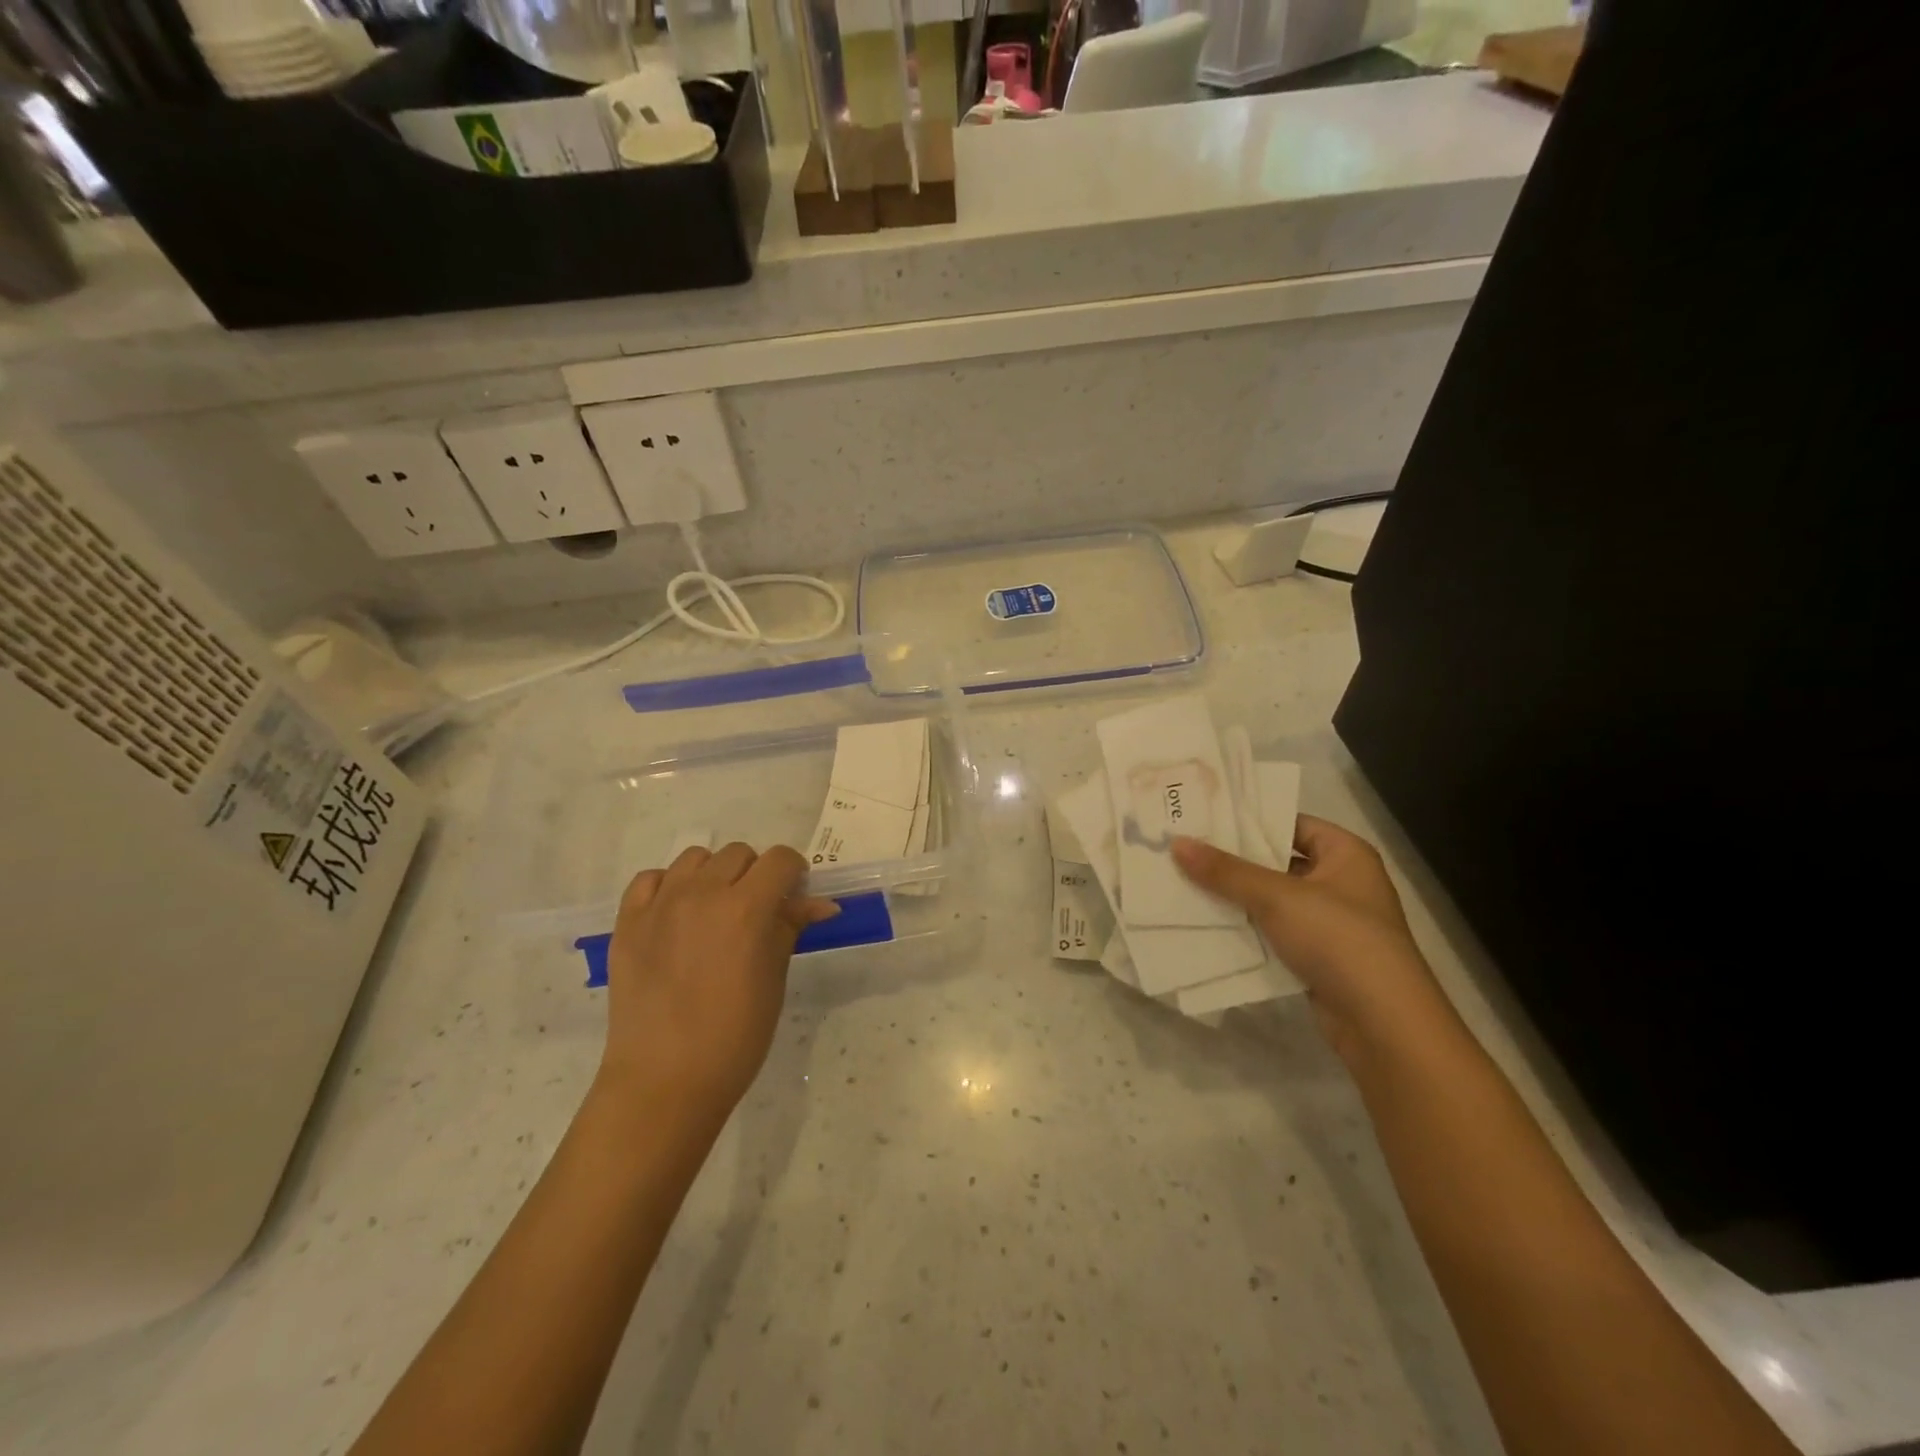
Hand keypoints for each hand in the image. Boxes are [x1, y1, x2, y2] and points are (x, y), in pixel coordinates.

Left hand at [598, 843, 838, 1120]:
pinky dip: (668, 886)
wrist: (664, 1081)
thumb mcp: (774, 979)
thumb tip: (819, 902)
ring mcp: (659, 905)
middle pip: (738, 853)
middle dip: (755, 873)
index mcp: (746, 909)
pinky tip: (675, 914)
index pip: (779, 860)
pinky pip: (650, 879)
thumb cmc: (735, 1037)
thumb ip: (790, 928)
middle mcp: (702, 894)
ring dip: (713, 875)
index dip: (794, 872)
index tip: (794, 894)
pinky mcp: (627, 921)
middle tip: (756, 910)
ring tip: (714, 910)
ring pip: (695, 858)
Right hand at [1172, 817, 1450, 1059]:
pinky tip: (1206, 924)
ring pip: (1272, 900)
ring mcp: (1331, 922)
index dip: (1249, 821)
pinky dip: (1245, 929)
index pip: (1290, 823)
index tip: (1203, 818)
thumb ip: (1225, 871)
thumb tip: (1177, 842)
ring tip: (1184, 882)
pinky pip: (1273, 933)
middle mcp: (1341, 882)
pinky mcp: (1318, 957)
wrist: (1382, 1023)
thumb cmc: (1338, 939)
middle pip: (1277, 862)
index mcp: (1345, 854)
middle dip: (1233, 861)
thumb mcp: (1276, 897)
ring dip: (1235, 897)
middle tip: (1184, 849)